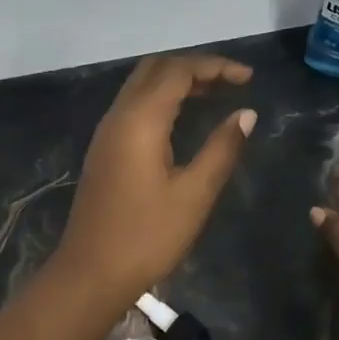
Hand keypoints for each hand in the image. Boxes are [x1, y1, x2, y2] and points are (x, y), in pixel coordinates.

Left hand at [52, 55, 256, 304]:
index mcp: (140, 120)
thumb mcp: (194, 194)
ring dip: (176, 81)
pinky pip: (134, 105)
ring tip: (215, 94)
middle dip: (194, 66)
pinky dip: (162, 99)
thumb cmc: (147, 236)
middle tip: (230, 81)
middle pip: (156, 69)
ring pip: (142, 85)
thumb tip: (246, 113)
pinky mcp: (104, 149)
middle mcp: (119, 115)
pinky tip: (183, 119)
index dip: (215, 66)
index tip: (248, 77)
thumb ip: (222, 149)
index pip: (178, 71)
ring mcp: (107, 132)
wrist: (90, 273)